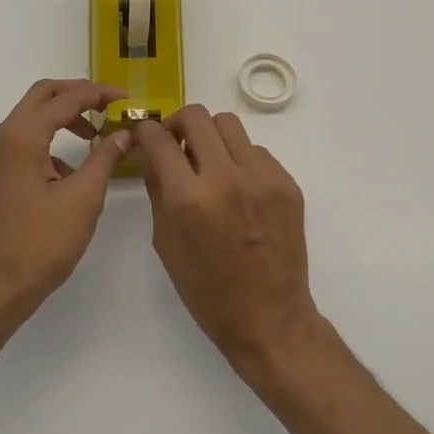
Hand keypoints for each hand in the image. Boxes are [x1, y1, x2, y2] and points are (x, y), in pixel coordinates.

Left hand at [0, 79, 133, 324]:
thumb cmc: (40, 244)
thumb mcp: (83, 199)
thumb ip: (105, 158)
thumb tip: (123, 133)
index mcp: (21, 137)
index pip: (64, 99)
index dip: (98, 94)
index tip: (125, 98)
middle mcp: (1, 137)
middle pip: (42, 96)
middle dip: (77, 94)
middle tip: (108, 105)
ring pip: (31, 117)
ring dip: (63, 117)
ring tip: (96, 137)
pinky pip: (23, 141)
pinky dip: (49, 141)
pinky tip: (71, 172)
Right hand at [134, 105, 319, 370]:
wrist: (268, 317)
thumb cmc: (206, 290)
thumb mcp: (166, 241)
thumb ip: (157, 189)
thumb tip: (151, 153)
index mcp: (189, 198)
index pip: (160, 139)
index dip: (147, 132)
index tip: (146, 137)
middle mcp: (227, 177)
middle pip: (197, 117)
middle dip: (178, 124)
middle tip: (177, 144)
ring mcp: (262, 177)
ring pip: (229, 125)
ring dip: (211, 137)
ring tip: (209, 163)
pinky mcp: (287, 183)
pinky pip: (256, 152)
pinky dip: (240, 160)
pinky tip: (238, 188)